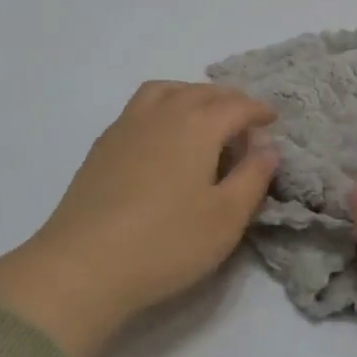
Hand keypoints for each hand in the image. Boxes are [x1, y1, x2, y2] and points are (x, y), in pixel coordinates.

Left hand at [0, 81, 279, 356]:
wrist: (83, 265)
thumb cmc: (166, 243)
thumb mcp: (226, 217)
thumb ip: (253, 177)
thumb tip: (268, 146)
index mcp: (196, 126)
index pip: (235, 106)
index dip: (258, 110)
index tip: (273, 119)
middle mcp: (161, 114)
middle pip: (200, 92)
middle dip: (228, 100)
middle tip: (244, 119)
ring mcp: (126, 127)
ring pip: (164, 91)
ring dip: (190, 95)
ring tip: (203, 116)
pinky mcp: (102, 146)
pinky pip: (140, 108)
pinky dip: (162, 107)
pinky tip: (162, 137)